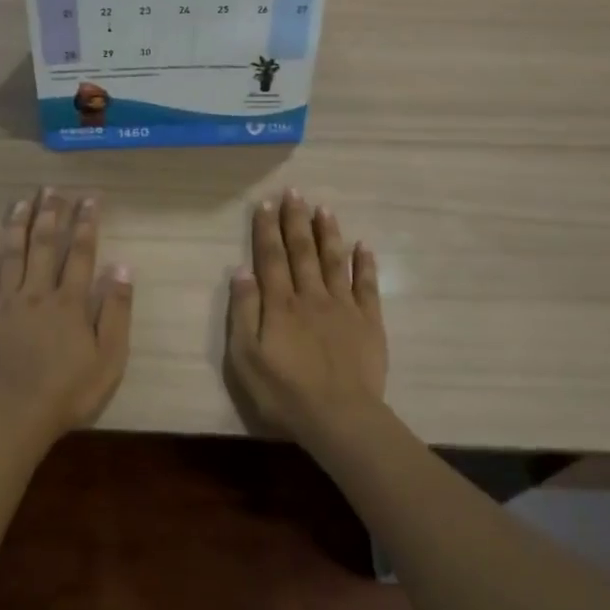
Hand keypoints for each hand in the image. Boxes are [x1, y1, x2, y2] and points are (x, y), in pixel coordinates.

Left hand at [0, 188, 132, 440]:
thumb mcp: (109, 358)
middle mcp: (37, 293)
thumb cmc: (68, 391)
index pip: (80, 253)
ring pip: (11, 255)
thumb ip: (117, 311)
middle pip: (44, 245)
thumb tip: (122, 266)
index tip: (89, 198)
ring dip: (17, 225)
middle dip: (50, 214)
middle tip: (52, 189)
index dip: (86, 223)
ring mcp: (5, 304)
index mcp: (70, 302)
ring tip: (21, 201)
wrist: (14, 416)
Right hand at [226, 189, 385, 442]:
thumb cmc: (284, 392)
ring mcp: (343, 306)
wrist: (340, 417)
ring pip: (334, 260)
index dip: (267, 229)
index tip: (266, 203)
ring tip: (323, 208)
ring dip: (328, 233)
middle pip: (302, 251)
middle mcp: (311, 295)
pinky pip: (367, 286)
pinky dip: (365, 264)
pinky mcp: (368, 322)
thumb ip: (244, 311)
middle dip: (296, 220)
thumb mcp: (246, 358)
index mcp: (280, 303)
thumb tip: (241, 270)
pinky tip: (363, 245)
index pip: (271, 257)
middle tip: (294, 192)